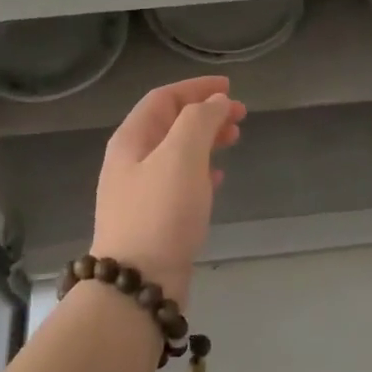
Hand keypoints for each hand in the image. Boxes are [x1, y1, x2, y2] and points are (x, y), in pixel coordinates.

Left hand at [91, 76, 245, 302]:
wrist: (138, 283)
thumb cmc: (160, 212)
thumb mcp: (181, 155)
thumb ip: (200, 121)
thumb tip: (216, 102)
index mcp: (131, 140)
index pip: (163, 98)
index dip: (196, 88)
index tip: (230, 88)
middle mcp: (131, 161)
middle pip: (170, 124)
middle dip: (205, 114)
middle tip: (240, 116)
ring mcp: (140, 192)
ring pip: (177, 153)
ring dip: (206, 140)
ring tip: (234, 141)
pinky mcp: (154, 219)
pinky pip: (180, 182)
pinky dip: (201, 171)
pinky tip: (218, 178)